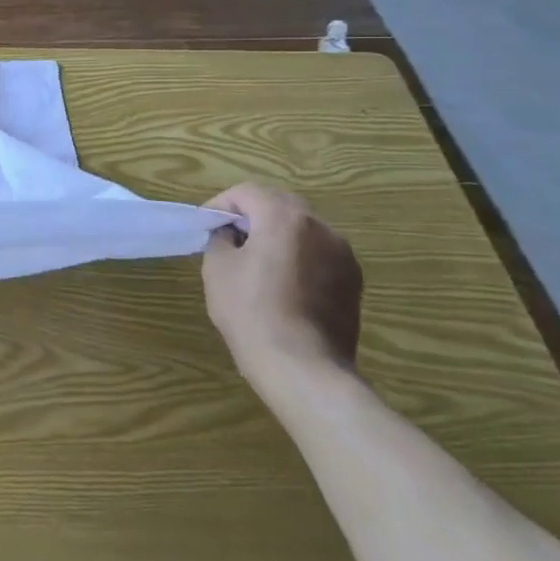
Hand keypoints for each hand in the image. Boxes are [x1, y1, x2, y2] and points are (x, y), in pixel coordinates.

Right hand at [201, 183, 361, 389]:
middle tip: (229, 237)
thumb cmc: (251, 312)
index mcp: (284, 218)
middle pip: (280, 204)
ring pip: (303, 229)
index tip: (205, 225)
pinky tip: (283, 284)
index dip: (221, 204)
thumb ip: (221, 239)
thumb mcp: (217, 269)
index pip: (247, 192)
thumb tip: (230, 234)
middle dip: (252, 214)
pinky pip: (320, 254)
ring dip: (278, 234)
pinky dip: (299, 256)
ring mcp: (343, 255)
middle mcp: (320, 227)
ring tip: (257, 261)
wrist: (303, 368)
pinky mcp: (353, 281)